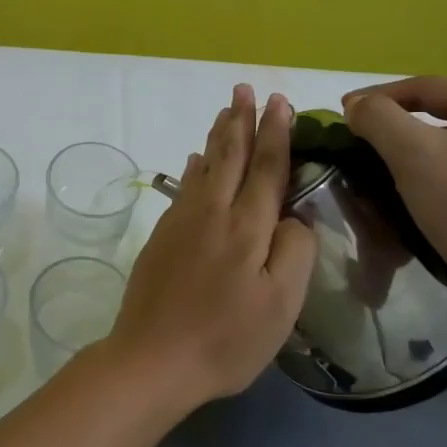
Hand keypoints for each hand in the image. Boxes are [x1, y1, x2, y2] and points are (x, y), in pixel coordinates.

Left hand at [108, 86, 316, 403]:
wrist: (151, 358)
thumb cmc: (225, 338)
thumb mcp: (280, 304)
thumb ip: (294, 251)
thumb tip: (294, 216)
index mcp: (246, 227)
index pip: (266, 168)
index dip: (276, 134)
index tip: (280, 101)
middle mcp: (212, 213)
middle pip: (229, 156)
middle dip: (240, 120)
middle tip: (244, 87)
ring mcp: (181, 223)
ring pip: (204, 167)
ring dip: (216, 137)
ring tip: (224, 112)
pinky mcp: (161, 238)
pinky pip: (183, 188)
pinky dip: (193, 168)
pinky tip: (193, 161)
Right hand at [342, 76, 446, 300]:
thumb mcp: (412, 154)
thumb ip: (378, 117)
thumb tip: (357, 104)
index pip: (426, 86)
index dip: (378, 97)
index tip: (344, 115)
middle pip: (444, 115)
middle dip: (399, 126)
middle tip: (363, 143)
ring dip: (420, 154)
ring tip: (390, 173)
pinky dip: (443, 178)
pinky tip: (429, 200)